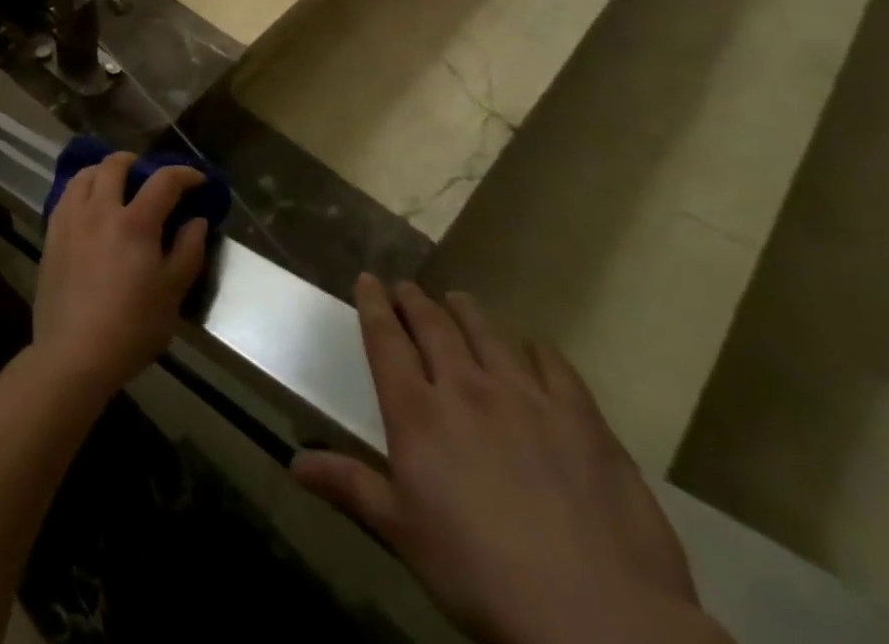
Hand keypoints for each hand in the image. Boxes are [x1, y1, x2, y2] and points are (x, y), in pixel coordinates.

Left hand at [29, 152, 208, 404]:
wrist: (74, 353)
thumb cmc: (131, 328)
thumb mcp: (172, 295)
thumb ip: (188, 251)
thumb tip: (196, 220)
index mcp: (135, 223)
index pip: (163, 181)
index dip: (184, 173)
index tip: (197, 179)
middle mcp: (100, 210)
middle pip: (115, 165)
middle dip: (136, 162)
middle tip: (147, 175)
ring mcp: (71, 220)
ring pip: (84, 175)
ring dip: (104, 170)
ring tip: (114, 183)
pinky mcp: (51, 234)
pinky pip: (66, 196)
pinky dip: (81, 189)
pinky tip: (88, 205)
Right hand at [292, 278, 727, 643]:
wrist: (595, 616)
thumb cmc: (479, 574)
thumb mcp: (403, 534)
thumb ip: (350, 487)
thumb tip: (293, 464)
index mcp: (417, 412)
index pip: (386, 340)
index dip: (373, 305)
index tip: (367, 279)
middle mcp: (465, 387)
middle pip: (434, 327)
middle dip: (416, 301)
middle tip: (407, 286)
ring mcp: (526, 397)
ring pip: (488, 334)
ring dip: (467, 312)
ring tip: (458, 299)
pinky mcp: (580, 418)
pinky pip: (553, 365)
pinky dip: (537, 349)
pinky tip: (534, 347)